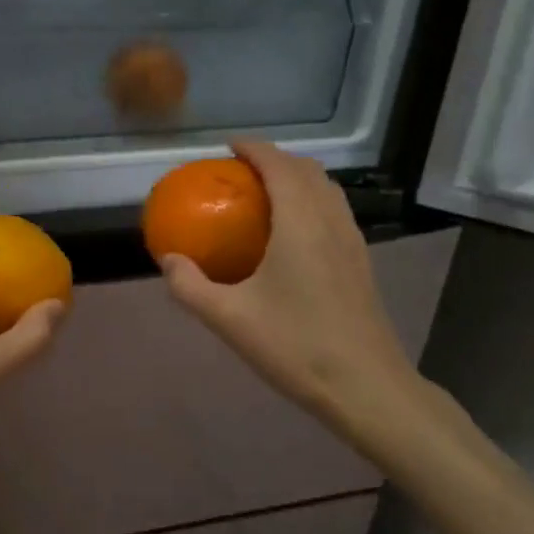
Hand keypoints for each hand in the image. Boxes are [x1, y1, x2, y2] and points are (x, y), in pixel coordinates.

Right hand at [159, 142, 442, 463]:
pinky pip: (335, 212)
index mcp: (300, 223)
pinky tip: (293, 234)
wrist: (366, 386)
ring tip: (266, 194)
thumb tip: (168, 260)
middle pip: (307, 170)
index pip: (279, 165)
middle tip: (242, 171)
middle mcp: (331, 221)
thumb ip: (190, 286)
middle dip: (275, 159)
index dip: (254, 148)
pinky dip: (311, 202)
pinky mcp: (361, 263)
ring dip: (297, 179)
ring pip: (327, 190)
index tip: (228, 147)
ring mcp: (352, 241)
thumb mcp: (229, 319)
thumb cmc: (295, 346)